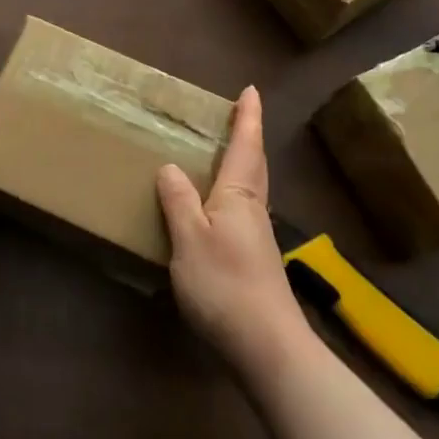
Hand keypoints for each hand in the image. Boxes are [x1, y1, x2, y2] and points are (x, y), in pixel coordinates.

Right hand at [157, 87, 310, 378]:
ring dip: (243, 165)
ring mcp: (257, 238)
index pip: (245, 147)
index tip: (251, 90)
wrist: (268, 348)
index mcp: (239, 196)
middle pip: (254, 165)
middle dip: (248, 138)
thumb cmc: (226, 285)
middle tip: (240, 115)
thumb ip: (178, 202)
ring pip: (251, 189)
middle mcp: (253, 210)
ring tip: (225, 155)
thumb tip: (170, 167)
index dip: (247, 118)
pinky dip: (233, 195)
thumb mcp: (190, 239)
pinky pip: (243, 212)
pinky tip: (219, 210)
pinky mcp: (254, 262)